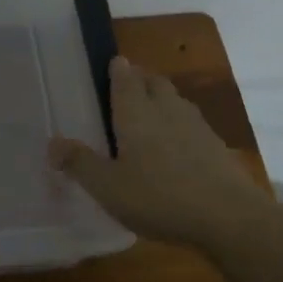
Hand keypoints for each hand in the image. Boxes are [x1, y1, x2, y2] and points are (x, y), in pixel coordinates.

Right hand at [48, 56, 267, 247]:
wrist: (230, 218)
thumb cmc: (160, 197)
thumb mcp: (109, 187)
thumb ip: (80, 163)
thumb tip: (51, 143)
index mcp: (136, 113)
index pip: (125, 78)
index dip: (117, 68)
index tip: (112, 63)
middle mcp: (166, 109)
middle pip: (153, 82)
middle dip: (140, 79)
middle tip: (126, 88)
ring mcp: (196, 126)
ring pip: (175, 100)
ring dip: (161, 98)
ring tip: (149, 113)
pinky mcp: (217, 146)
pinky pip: (192, 123)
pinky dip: (180, 125)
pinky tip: (176, 146)